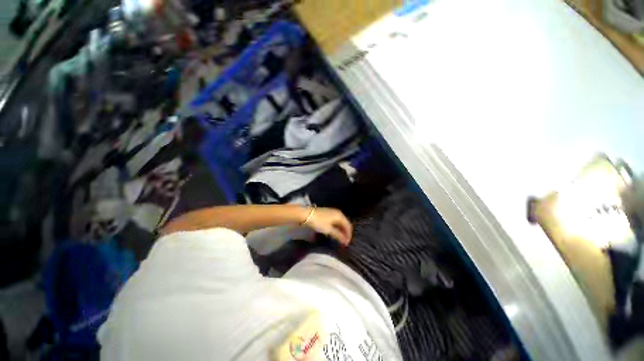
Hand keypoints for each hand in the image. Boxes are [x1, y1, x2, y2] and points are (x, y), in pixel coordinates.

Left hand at [305, 207, 352, 245]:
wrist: (306, 214)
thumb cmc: (318, 222)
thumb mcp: (328, 230)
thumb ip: (338, 235)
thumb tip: (346, 242)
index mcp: (340, 215)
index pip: (348, 226)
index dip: (349, 235)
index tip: (347, 244)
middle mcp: (338, 212)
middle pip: (345, 224)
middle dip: (345, 233)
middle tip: (344, 242)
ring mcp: (332, 212)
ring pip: (340, 222)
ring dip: (341, 230)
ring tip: (339, 239)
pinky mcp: (327, 213)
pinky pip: (335, 221)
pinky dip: (336, 227)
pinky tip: (334, 232)